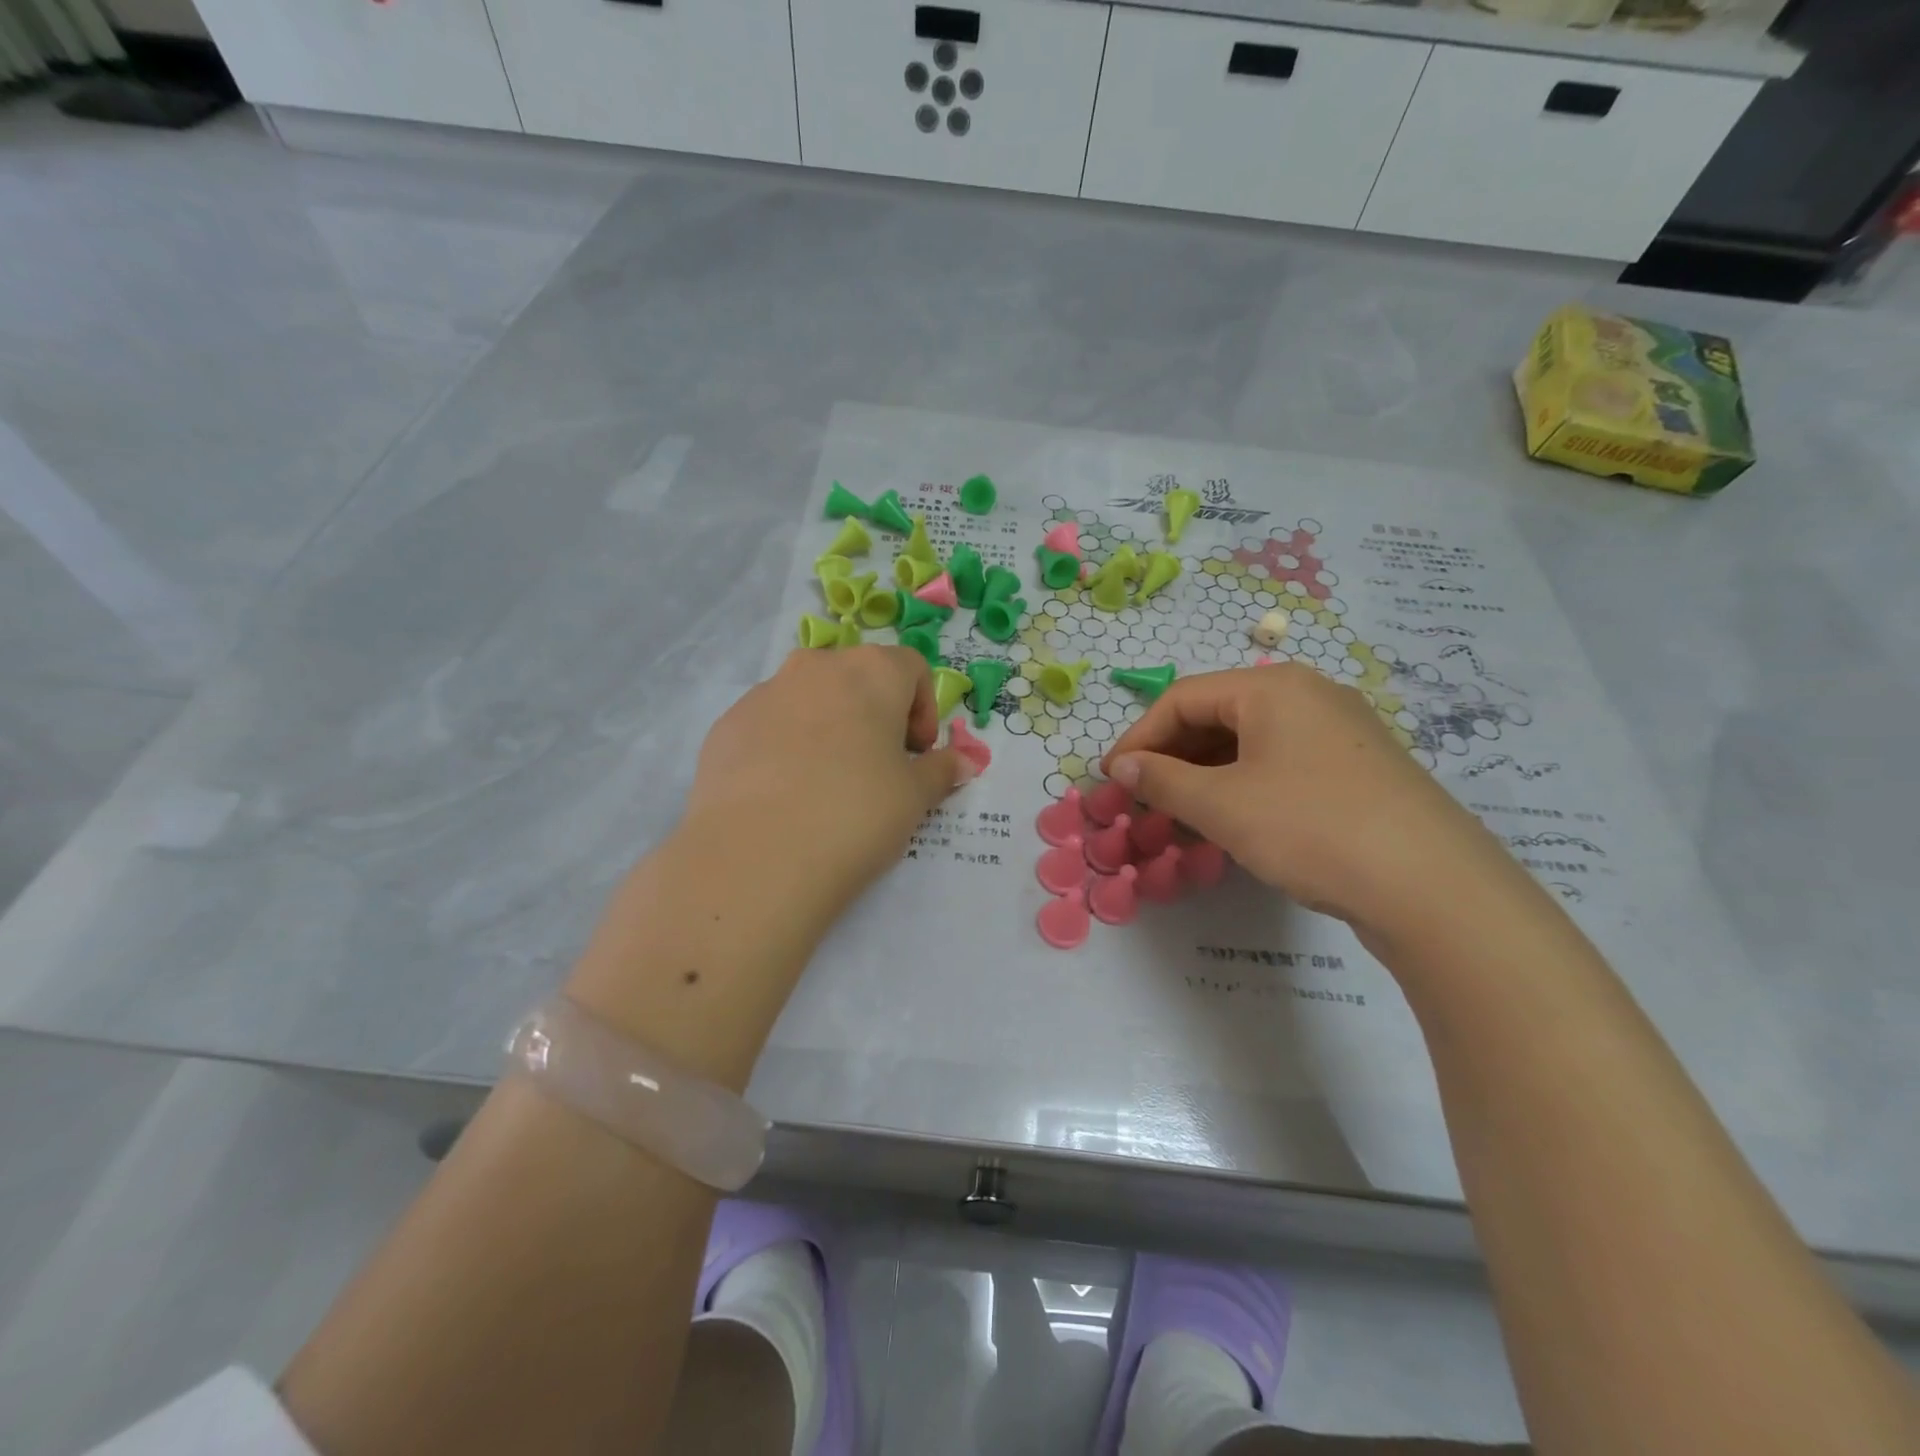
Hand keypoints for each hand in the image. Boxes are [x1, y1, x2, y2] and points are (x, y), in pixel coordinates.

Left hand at [679, 646, 971, 931]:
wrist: (757, 856)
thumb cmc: (856, 813)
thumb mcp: (915, 797)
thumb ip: (942, 770)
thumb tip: (963, 761)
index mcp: (870, 672)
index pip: (911, 667)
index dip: (923, 709)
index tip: (918, 754)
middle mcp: (816, 667)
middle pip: (857, 677)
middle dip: (875, 714)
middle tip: (878, 766)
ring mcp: (764, 693)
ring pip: (810, 699)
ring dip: (828, 727)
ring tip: (827, 783)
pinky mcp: (726, 726)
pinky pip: (769, 724)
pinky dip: (785, 745)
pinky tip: (784, 794)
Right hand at [1101, 663, 1513, 935]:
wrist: (1433, 887)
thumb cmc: (1311, 828)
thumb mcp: (1223, 806)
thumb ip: (1163, 781)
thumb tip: (1123, 766)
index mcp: (1272, 687)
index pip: (1182, 699)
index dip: (1138, 737)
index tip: (1112, 780)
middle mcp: (1308, 695)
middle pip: (1216, 716)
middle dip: (1171, 759)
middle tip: (1142, 802)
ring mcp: (1339, 732)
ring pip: (1249, 744)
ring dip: (1204, 777)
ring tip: (1179, 818)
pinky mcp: (1358, 769)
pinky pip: (1281, 765)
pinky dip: (1243, 787)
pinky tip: (1231, 823)